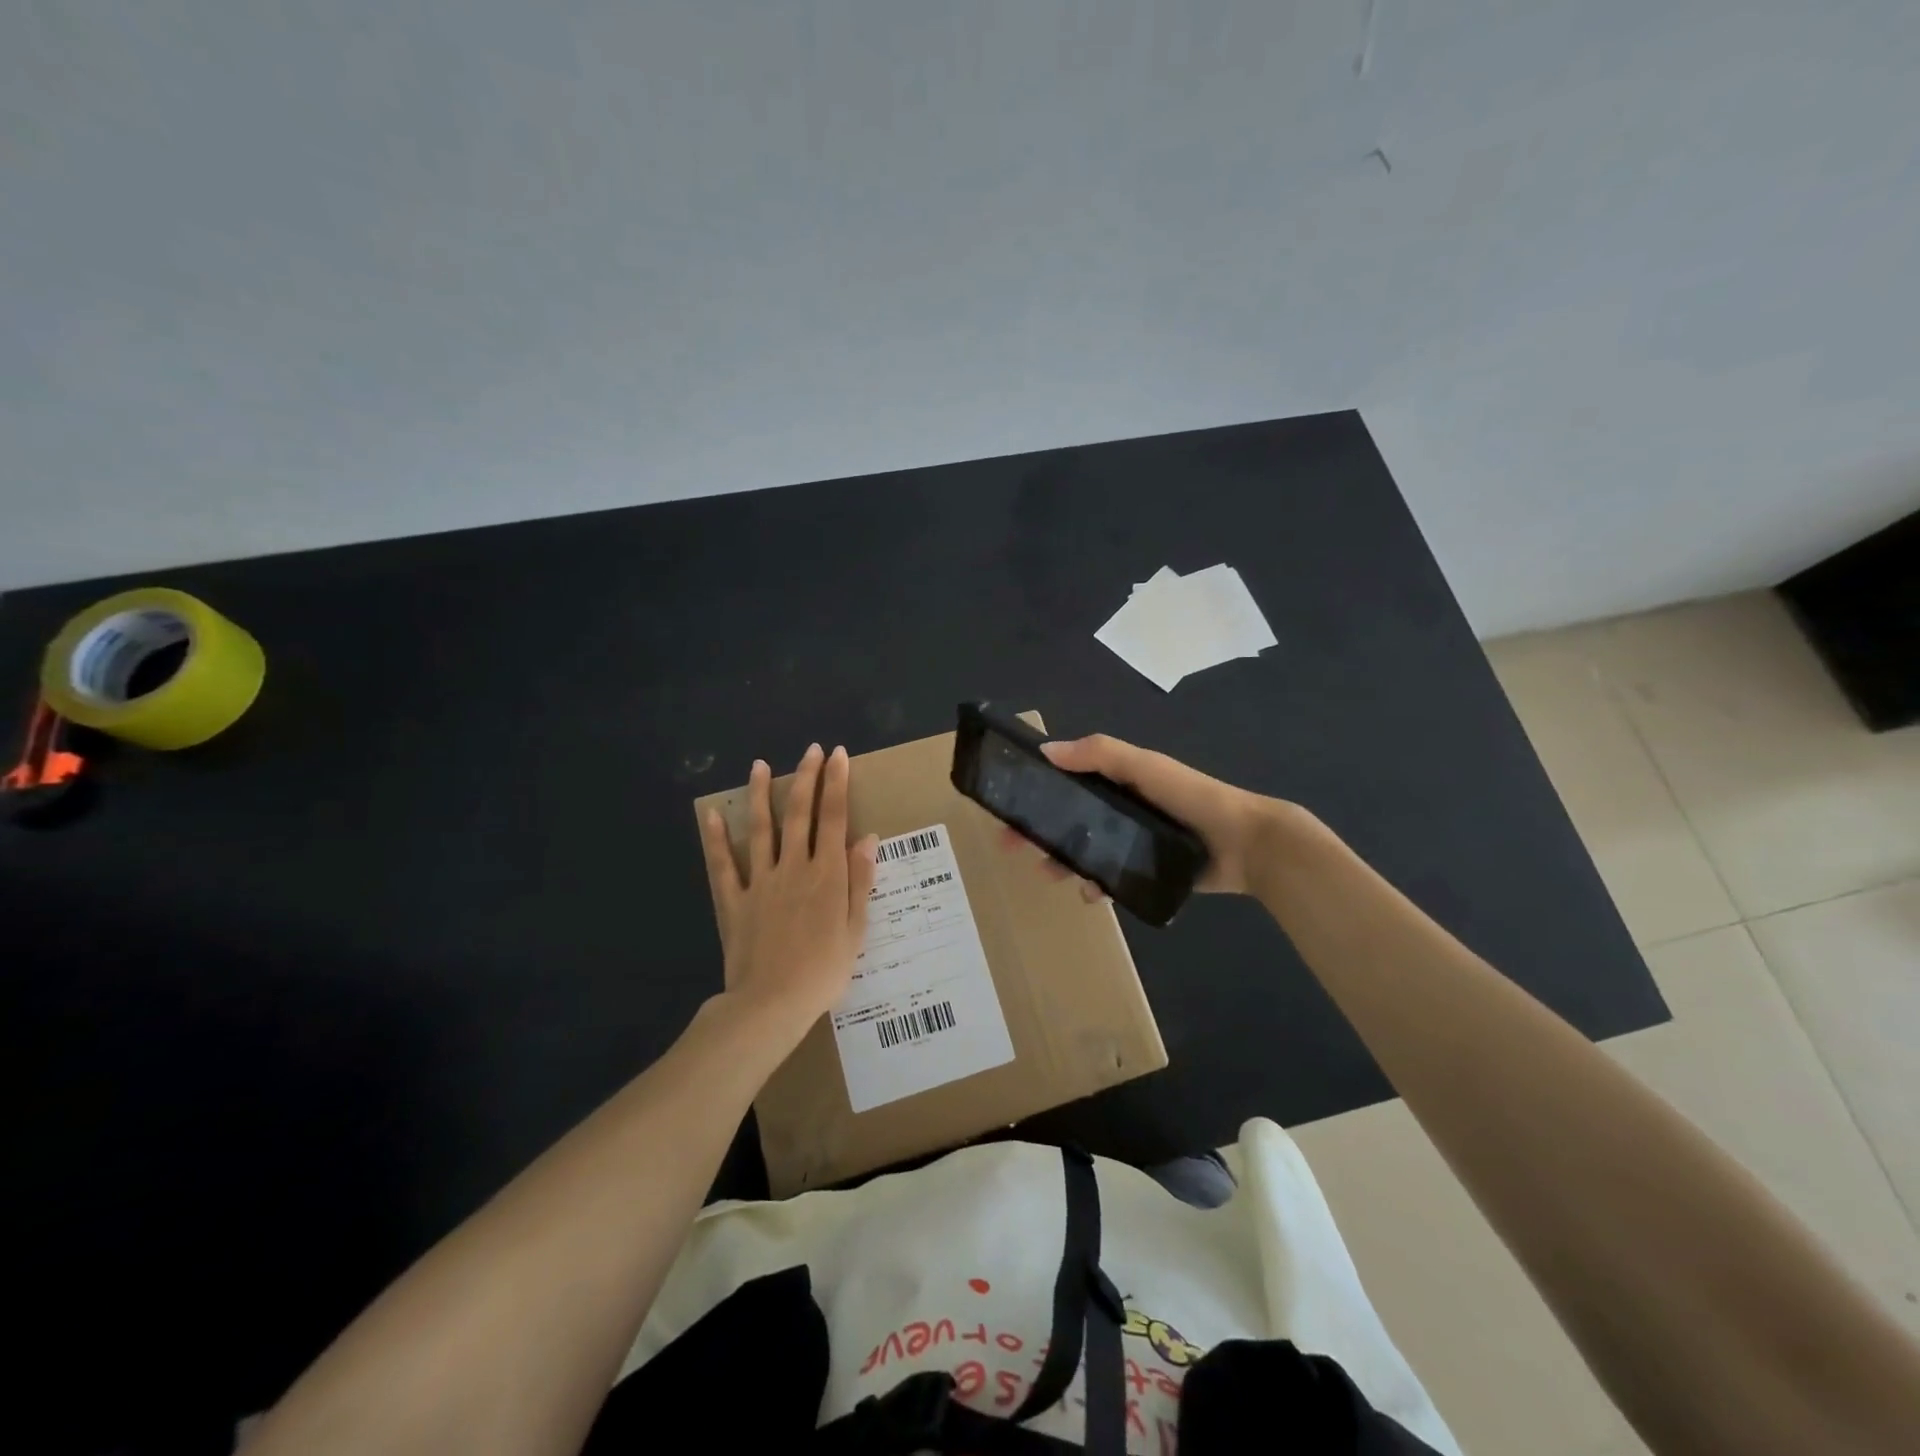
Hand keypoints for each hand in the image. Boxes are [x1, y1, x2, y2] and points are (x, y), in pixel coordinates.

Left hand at [700, 744, 878, 1037]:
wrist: (772, 1004)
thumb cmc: (823, 970)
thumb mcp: (855, 929)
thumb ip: (860, 881)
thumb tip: (868, 838)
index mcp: (826, 874)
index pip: (834, 818)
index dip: (837, 784)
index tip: (839, 755)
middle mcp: (793, 868)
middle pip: (800, 814)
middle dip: (807, 778)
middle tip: (812, 750)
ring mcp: (760, 882)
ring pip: (761, 829)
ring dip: (761, 795)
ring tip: (760, 765)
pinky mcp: (733, 900)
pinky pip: (722, 865)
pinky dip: (716, 840)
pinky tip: (712, 815)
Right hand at [1009, 734, 1283, 895]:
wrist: (1246, 844)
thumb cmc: (1191, 797)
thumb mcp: (1144, 767)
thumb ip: (1099, 754)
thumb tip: (1046, 749)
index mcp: (1118, 781)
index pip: (1067, 782)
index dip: (1037, 791)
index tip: (1008, 805)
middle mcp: (1120, 810)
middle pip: (1069, 820)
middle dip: (1039, 831)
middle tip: (1013, 847)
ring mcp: (1132, 843)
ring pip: (1085, 852)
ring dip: (1062, 861)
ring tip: (1050, 874)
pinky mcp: (1145, 872)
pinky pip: (1110, 879)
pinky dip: (1095, 886)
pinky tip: (1092, 895)